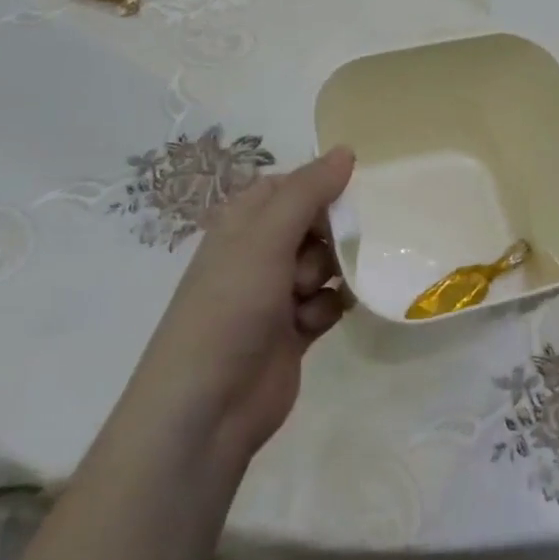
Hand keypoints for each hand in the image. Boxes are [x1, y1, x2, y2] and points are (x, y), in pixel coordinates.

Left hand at [126, 147, 355, 460]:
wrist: (207, 409)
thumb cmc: (230, 308)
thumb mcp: (266, 238)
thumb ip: (308, 191)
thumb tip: (346, 150)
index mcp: (243, 222)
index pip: (292, 186)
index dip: (322, 188)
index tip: (351, 196)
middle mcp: (259, 252)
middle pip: (316, 223)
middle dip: (332, 237)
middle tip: (330, 251)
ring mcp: (276, 292)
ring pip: (327, 263)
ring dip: (330, 275)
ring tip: (309, 295)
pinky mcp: (295, 328)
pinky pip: (328, 301)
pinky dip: (326, 308)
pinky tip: (313, 323)